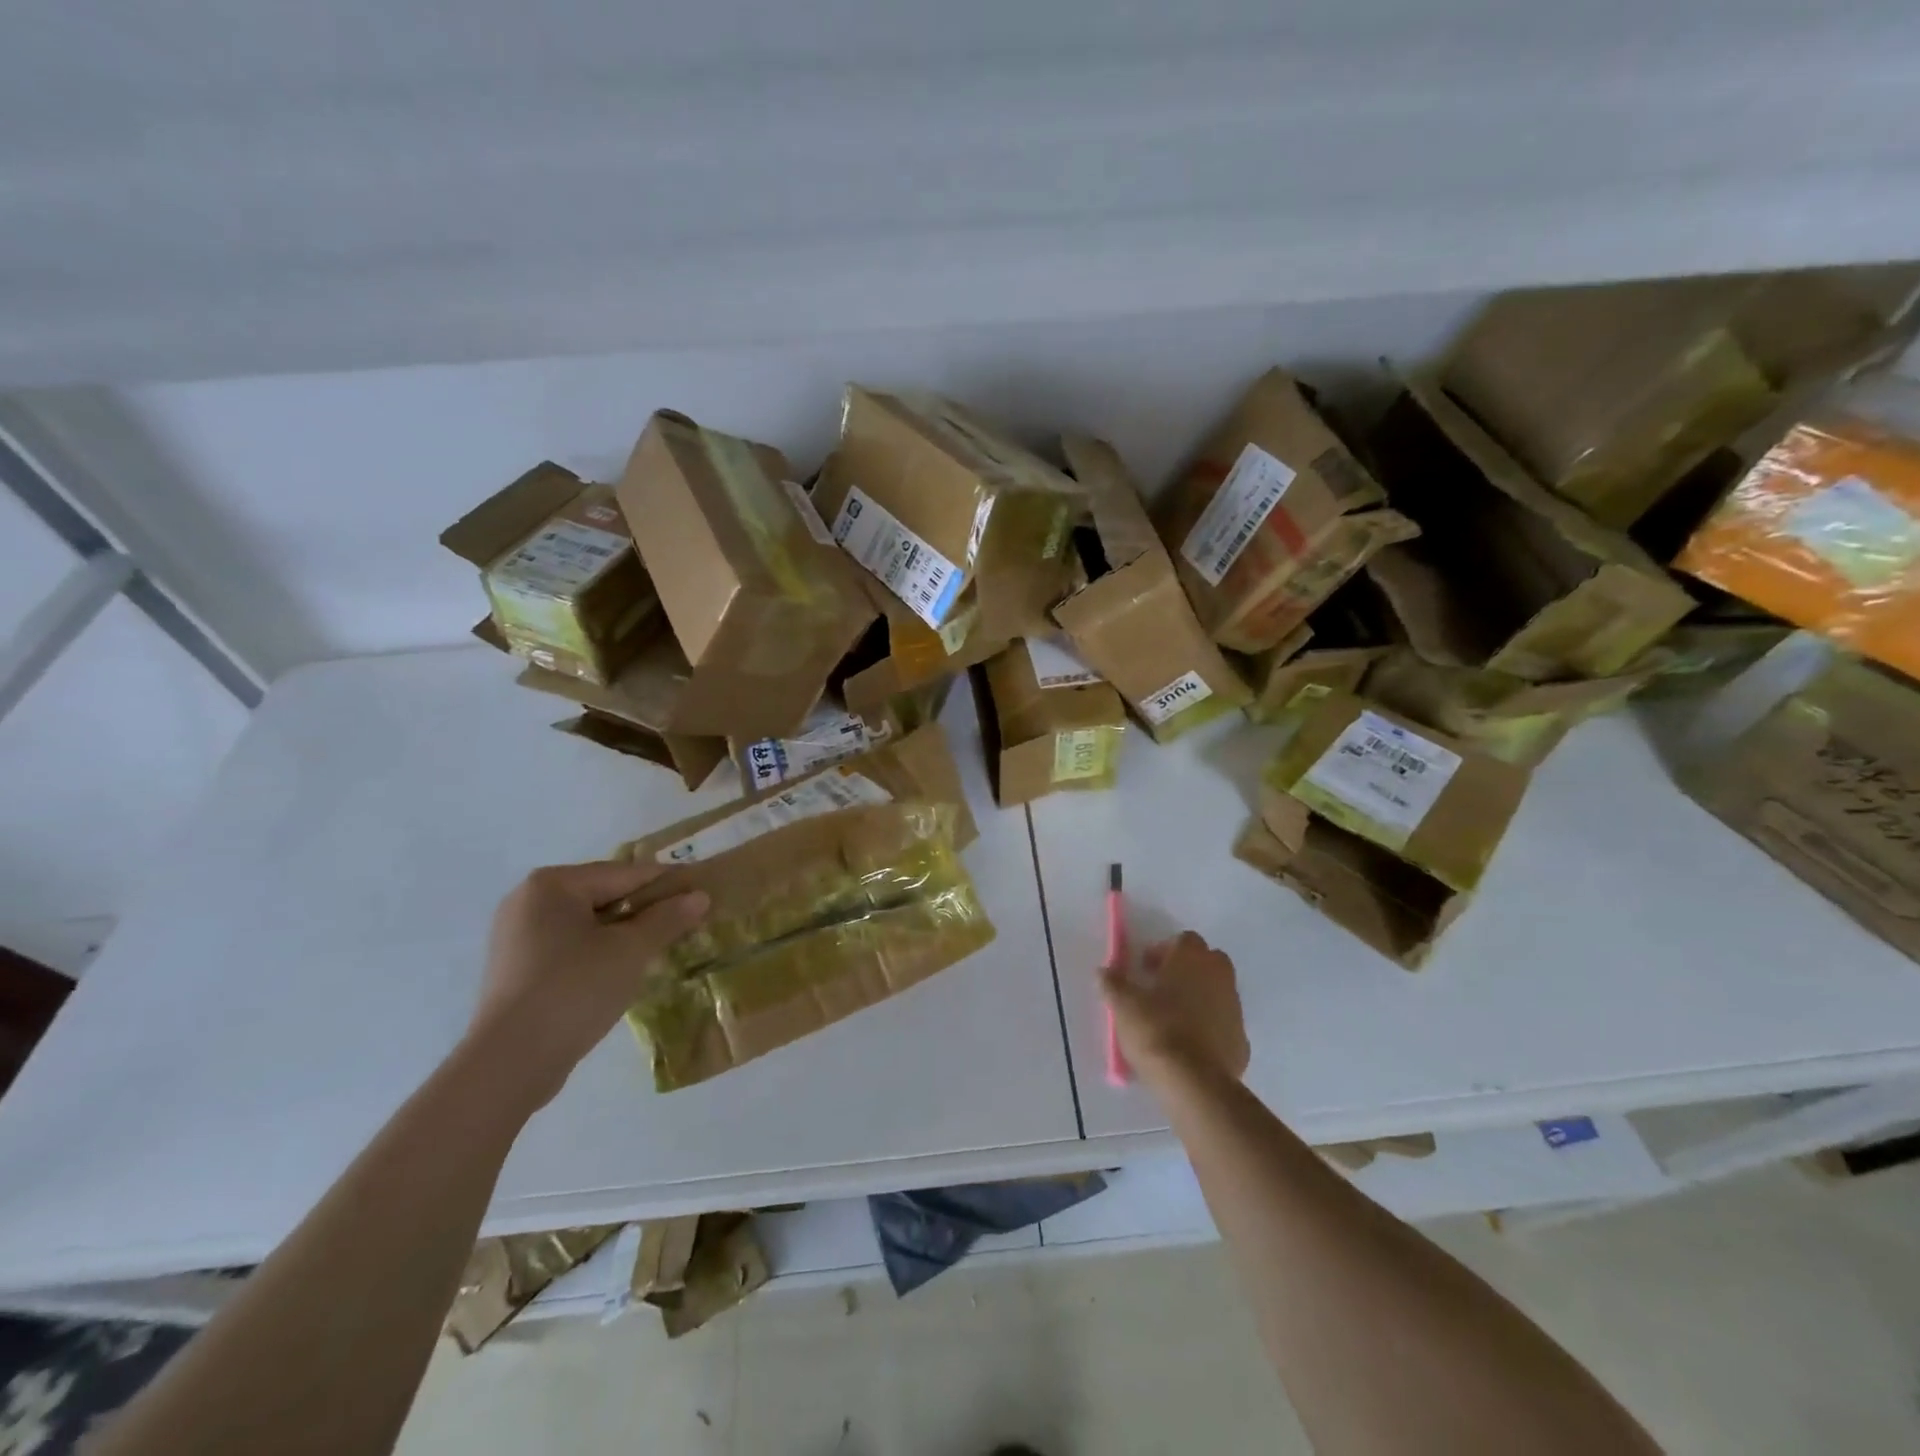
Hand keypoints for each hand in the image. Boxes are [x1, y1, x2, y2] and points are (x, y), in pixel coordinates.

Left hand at [469, 860, 709, 1107]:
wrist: (510, 1063)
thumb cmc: (574, 989)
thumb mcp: (631, 950)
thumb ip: (667, 918)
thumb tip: (700, 896)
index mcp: (552, 884)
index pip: (625, 874)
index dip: (668, 883)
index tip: (703, 892)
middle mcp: (529, 900)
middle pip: (605, 895)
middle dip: (647, 910)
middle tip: (688, 922)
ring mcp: (518, 936)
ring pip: (589, 923)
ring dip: (626, 933)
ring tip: (663, 947)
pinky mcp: (518, 969)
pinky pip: (571, 947)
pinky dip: (601, 951)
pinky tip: (626, 969)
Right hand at [1101, 931, 1249, 1086]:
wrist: (1193, 1082)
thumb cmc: (1155, 1030)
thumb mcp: (1123, 1005)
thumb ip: (1112, 983)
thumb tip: (1104, 971)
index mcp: (1192, 959)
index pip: (1184, 940)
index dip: (1164, 950)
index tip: (1146, 968)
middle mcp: (1219, 976)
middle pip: (1208, 961)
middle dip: (1187, 969)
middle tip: (1162, 988)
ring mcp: (1234, 1008)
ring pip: (1218, 992)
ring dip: (1199, 997)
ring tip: (1173, 1019)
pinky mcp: (1241, 1040)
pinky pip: (1223, 1023)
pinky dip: (1210, 1027)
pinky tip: (1190, 1045)